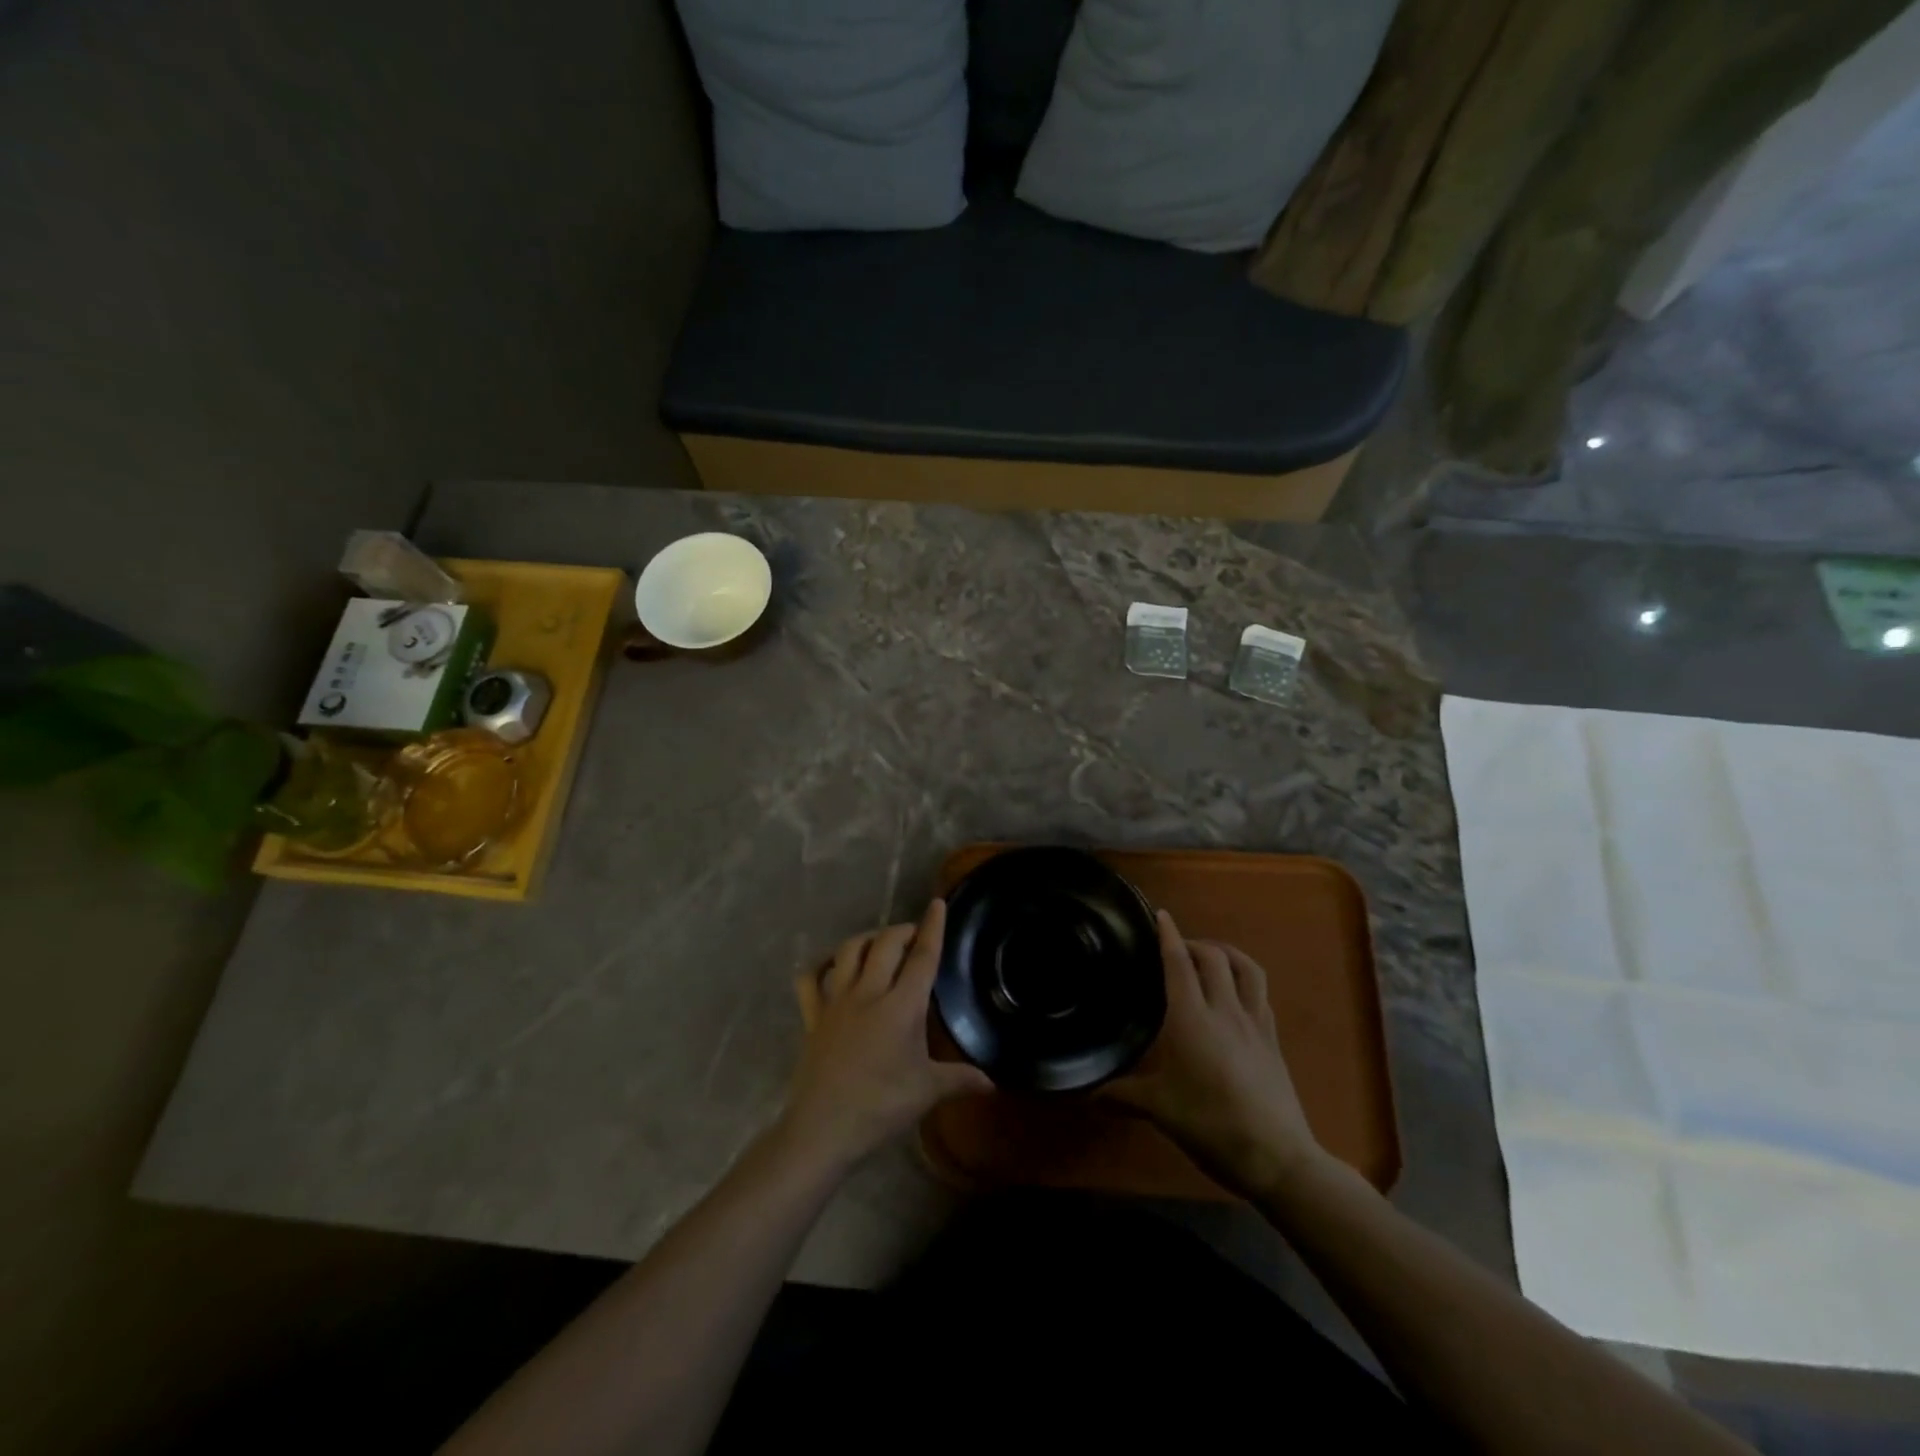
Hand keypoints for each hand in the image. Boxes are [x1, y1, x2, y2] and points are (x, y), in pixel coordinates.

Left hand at [781, 899, 992, 1170]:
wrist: (822, 1129)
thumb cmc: (880, 1108)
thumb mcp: (926, 1093)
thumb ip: (960, 1080)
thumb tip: (992, 1083)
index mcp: (901, 1006)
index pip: (922, 957)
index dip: (932, 927)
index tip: (937, 903)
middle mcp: (868, 993)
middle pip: (886, 943)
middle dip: (902, 930)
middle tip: (914, 936)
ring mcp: (836, 1002)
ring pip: (849, 951)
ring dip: (867, 939)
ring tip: (879, 944)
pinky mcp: (812, 1017)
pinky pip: (810, 980)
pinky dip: (820, 966)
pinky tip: (831, 966)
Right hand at [1102, 911, 1327, 1198]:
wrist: (1277, 1157)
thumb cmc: (1210, 1124)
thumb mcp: (1160, 1110)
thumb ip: (1123, 1096)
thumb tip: (1088, 1095)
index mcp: (1191, 1018)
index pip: (1178, 963)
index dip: (1168, 935)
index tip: (1161, 915)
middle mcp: (1224, 1010)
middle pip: (1214, 957)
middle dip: (1194, 943)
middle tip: (1177, 949)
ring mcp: (1255, 1023)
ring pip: (1246, 968)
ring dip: (1227, 953)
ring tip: (1211, 958)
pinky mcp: (1273, 1040)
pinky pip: (1261, 994)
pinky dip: (1245, 980)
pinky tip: (1236, 996)